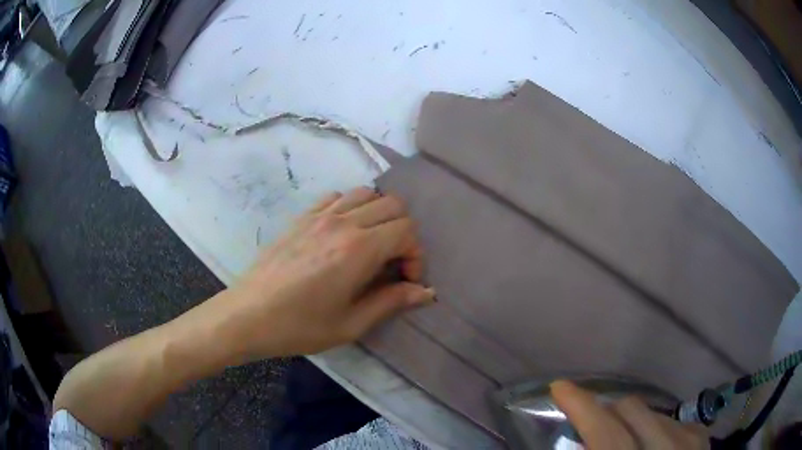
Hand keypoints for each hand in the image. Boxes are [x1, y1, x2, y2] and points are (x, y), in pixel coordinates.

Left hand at [221, 187, 433, 358]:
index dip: (415, 255)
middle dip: (403, 233)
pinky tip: (342, 234)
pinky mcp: (302, 216)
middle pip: (393, 205)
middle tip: (391, 264)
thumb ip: (392, 302)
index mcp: (359, 249)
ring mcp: (320, 215)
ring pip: (367, 193)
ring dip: (379, 215)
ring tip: (370, 245)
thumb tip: (426, 291)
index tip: (404, 281)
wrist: (249, 315)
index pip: (406, 231)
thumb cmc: (300, 326)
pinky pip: (337, 196)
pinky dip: (351, 207)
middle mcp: (343, 222)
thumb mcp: (351, 324)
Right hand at [551, 380, 708, 448]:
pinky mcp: (700, 438)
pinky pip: (671, 419)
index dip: (580, 407)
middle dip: (605, 411)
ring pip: (651, 411)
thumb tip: (577, 444)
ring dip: (629, 422)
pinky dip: (654, 428)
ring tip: (623, 443)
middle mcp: (665, 449)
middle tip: (590, 424)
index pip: (605, 432)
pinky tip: (651, 447)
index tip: (560, 387)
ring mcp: (688, 441)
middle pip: (630, 409)